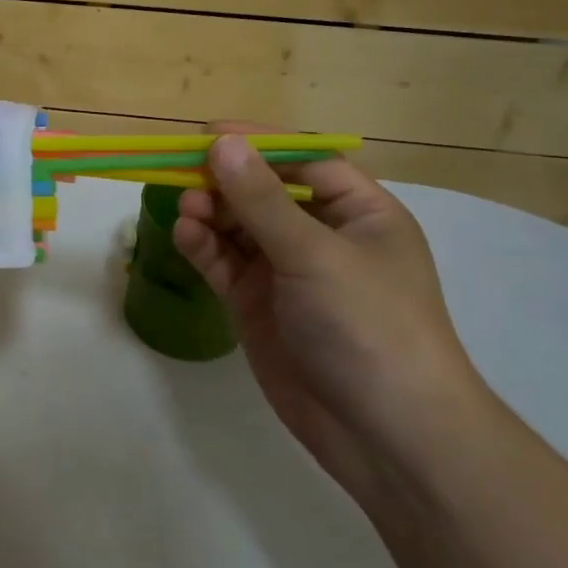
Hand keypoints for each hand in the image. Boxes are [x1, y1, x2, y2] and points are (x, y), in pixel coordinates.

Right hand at [171, 123, 488, 508]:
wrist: (384, 433)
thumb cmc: (368, 325)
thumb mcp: (316, 254)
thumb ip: (262, 200)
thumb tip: (222, 143)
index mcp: (359, 213)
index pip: (304, 162)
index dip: (258, 144)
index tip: (208, 134)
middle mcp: (322, 237)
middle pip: (264, 192)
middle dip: (226, 182)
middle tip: (184, 175)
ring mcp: (287, 273)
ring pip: (239, 227)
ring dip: (211, 214)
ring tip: (185, 210)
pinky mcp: (258, 305)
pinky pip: (225, 264)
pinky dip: (204, 247)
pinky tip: (185, 236)